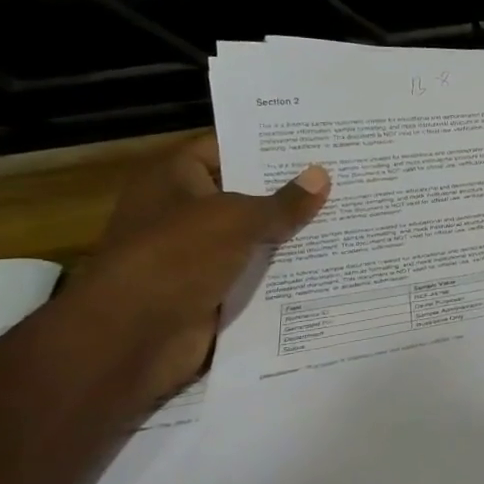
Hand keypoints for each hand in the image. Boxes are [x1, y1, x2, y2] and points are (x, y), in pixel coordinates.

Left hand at [66, 136, 329, 403]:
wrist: (132, 338)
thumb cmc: (176, 258)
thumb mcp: (237, 220)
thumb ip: (283, 202)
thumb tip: (322, 176)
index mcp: (174, 179)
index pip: (226, 148)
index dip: (268, 146)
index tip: (317, 145)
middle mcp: (184, 211)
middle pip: (246, 193)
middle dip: (291, 191)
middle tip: (345, 178)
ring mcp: (198, 254)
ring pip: (256, 237)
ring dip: (293, 234)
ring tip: (350, 217)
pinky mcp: (212, 290)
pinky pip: (257, 274)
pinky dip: (286, 271)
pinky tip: (331, 261)